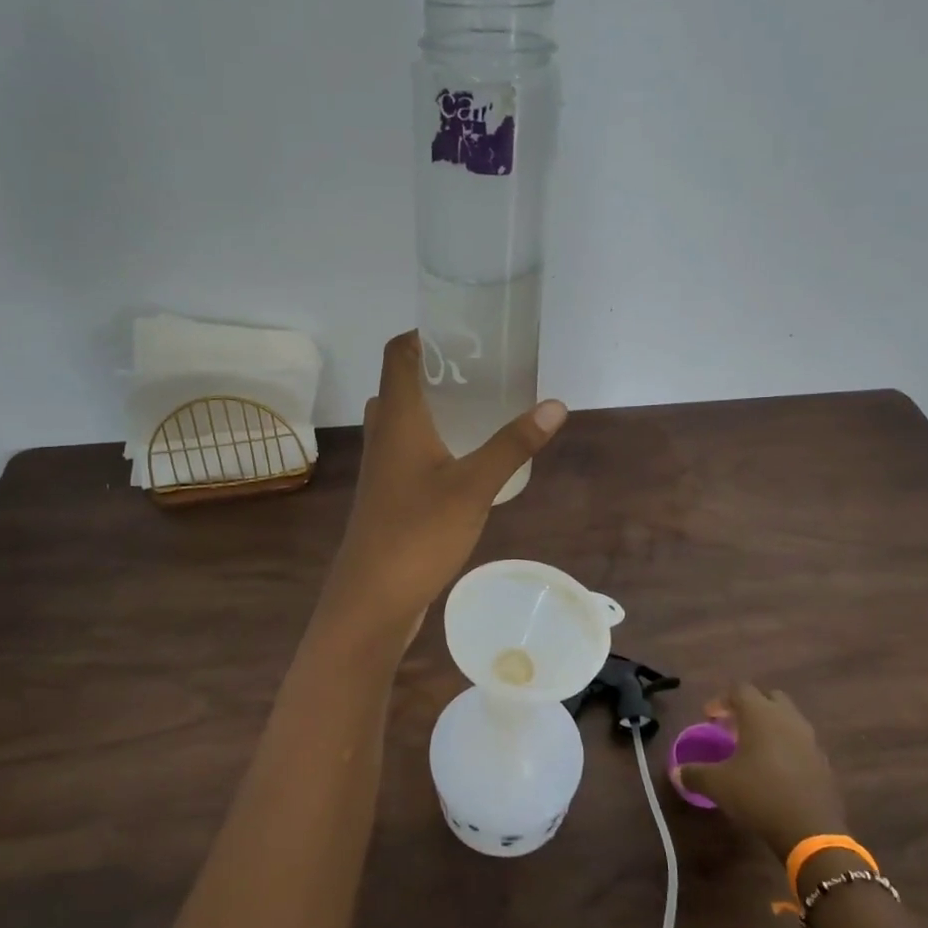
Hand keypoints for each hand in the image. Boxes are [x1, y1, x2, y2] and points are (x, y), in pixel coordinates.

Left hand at [320, 331, 565, 636]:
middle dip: (438, 368)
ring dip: (435, 404)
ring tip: (480, 404)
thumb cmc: (418, 533)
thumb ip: (512, 444)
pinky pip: (409, 448)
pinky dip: (434, 437)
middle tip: (483, 367)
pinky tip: (467, 455)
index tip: (463, 329)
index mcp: (397, 417)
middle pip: (402, 382)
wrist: (372, 598)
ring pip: (404, 418)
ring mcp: (382, 466)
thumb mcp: (474, 486)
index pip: (399, 353)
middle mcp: (383, 433)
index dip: (424, 333)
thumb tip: (555, 404)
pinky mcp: (388, 493)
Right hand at [673, 684, 847, 861]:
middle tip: (733, 726)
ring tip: (753, 749)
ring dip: (770, 726)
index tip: (709, 717)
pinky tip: (775, 770)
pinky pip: (801, 743)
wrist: (811, 831)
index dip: (721, 700)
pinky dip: (786, 747)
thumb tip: (675, 772)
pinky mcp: (822, 762)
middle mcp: (787, 718)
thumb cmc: (759, 794)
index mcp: (760, 714)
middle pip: (768, 698)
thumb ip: (695, 774)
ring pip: (788, 719)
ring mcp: (809, 739)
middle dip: (750, 707)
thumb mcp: (718, 785)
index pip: (739, 690)